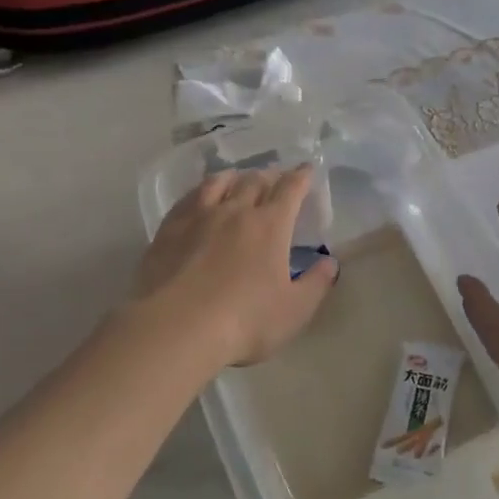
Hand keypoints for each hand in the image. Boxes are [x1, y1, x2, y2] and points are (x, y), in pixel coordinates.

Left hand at [135, 166, 336, 367]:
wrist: (175, 329)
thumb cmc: (244, 321)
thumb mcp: (294, 310)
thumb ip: (316, 284)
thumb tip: (330, 263)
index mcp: (271, 225)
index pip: (290, 189)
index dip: (301, 177)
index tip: (306, 169)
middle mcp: (236, 212)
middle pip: (254, 181)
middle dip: (269, 176)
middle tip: (275, 178)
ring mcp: (198, 218)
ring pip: (219, 183)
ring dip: (234, 177)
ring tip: (238, 179)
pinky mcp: (168, 231)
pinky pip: (188, 199)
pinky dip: (200, 191)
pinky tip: (198, 198)